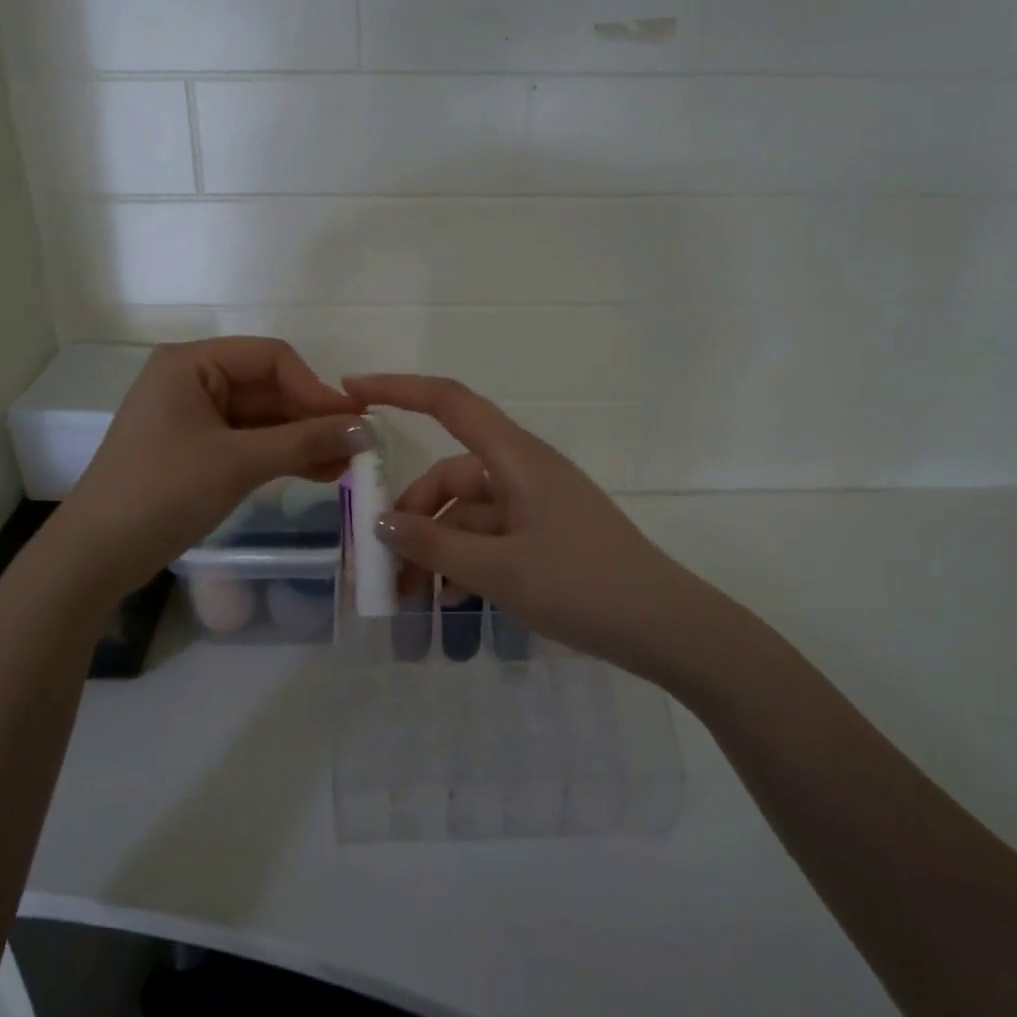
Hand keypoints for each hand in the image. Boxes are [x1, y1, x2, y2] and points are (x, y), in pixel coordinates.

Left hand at [63, 339, 369, 596]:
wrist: (96, 556)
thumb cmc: (162, 494)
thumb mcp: (238, 463)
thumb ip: (304, 441)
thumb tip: (366, 430)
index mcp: (192, 364)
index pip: (271, 358)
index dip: (315, 388)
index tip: (353, 423)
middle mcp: (193, 380)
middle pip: (269, 388)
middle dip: (312, 418)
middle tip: (356, 449)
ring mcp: (194, 417)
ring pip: (263, 418)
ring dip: (303, 440)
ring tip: (345, 467)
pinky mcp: (197, 449)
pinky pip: (250, 442)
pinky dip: (282, 455)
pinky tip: (319, 473)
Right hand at [343, 374, 705, 671]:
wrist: (665, 627)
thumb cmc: (582, 587)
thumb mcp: (499, 570)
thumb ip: (435, 545)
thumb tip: (381, 523)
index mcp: (516, 458)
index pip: (450, 402)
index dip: (399, 388)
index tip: (352, 390)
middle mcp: (524, 471)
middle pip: (451, 476)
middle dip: (412, 516)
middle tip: (383, 566)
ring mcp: (537, 504)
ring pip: (468, 514)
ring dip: (437, 549)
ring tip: (412, 597)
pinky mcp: (547, 534)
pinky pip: (492, 537)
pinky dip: (466, 561)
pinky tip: (452, 601)